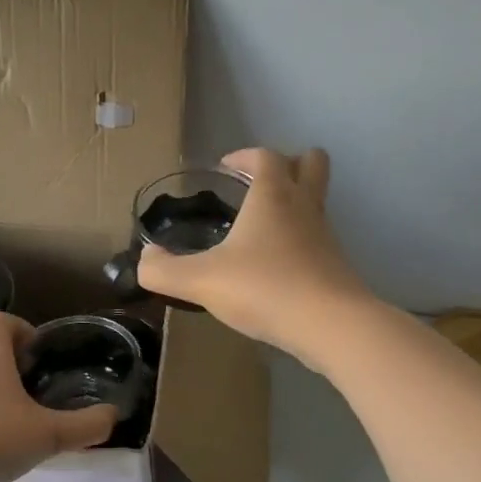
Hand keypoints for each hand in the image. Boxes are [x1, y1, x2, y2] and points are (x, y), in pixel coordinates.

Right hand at [138, 147, 373, 365]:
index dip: (244, 156)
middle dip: (289, 164)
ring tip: (263, 227)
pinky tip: (277, 266)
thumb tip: (145, 259)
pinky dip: (300, 240)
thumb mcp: (201, 281)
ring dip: (295, 203)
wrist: (329, 325)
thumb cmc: (264, 288)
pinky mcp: (335, 265)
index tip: (226, 167)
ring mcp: (325, 236)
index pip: (265, 156)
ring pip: (317, 202)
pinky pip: (318, 238)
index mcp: (273, 196)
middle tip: (259, 183)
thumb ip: (164, 270)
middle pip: (311, 163)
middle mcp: (304, 207)